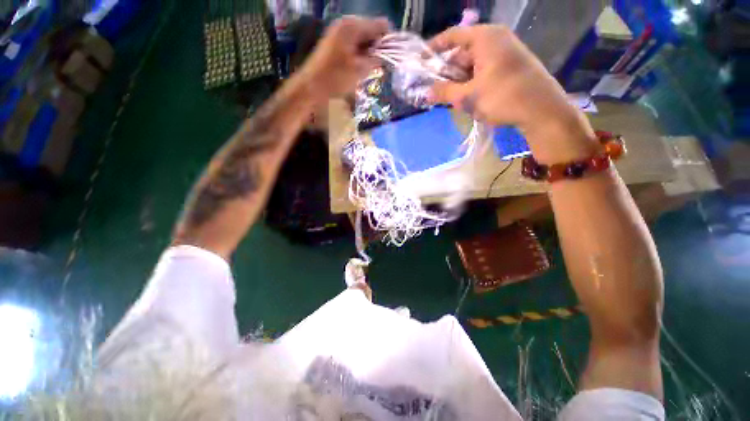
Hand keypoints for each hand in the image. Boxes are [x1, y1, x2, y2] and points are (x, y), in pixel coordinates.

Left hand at [300, 16, 389, 98]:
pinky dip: (360, 54)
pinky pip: (354, 44)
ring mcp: (339, 32)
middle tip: (378, 67)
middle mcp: (346, 24)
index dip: (388, 41)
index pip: (381, 25)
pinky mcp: (335, 42)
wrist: (311, 86)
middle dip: (378, 47)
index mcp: (353, 26)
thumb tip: (387, 56)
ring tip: (368, 69)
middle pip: (371, 31)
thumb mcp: (360, 70)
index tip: (390, 58)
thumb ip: (376, 60)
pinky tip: (359, 67)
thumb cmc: (336, 78)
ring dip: (369, 53)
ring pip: (363, 39)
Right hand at [428, 26, 596, 160]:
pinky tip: (467, 97)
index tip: (421, 60)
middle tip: (435, 88)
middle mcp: (495, 39)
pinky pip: (484, 70)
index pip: (452, 36)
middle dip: (447, 71)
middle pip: (462, 51)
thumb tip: (426, 92)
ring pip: (473, 63)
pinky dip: (472, 81)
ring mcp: (505, 52)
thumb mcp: (468, 97)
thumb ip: (445, 92)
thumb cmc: (502, 98)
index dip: (434, 47)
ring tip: (449, 97)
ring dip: (459, 79)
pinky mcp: (511, 66)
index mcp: (484, 38)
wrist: (542, 110)